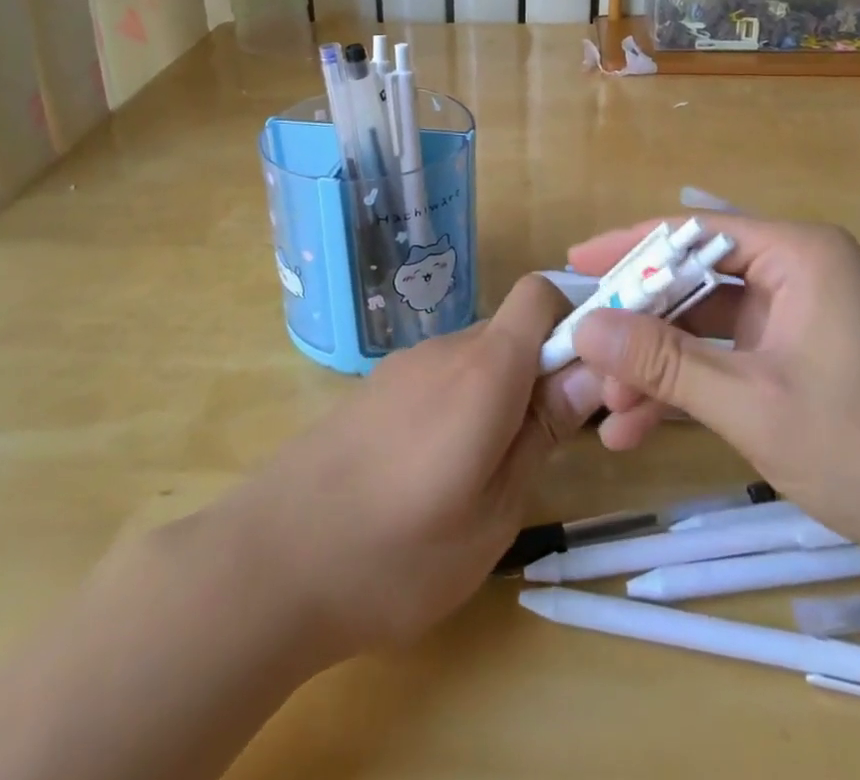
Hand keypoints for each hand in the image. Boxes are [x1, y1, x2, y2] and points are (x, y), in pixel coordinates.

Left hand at [193, 275, 598, 660]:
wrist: (266, 565)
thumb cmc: (396, 553)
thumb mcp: (493, 511)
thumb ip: (542, 433)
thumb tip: (591, 372)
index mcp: (484, 369)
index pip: (541, 294)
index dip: (576, 320)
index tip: (593, 380)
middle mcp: (445, 349)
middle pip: (513, 331)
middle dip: (543, 373)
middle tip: (547, 447)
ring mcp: (404, 366)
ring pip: (477, 358)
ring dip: (501, 395)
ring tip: (489, 474)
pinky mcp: (376, 390)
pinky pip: (440, 379)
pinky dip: (462, 406)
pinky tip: (438, 472)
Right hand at [565, 215, 859, 568]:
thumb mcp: (751, 405)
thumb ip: (664, 362)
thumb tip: (585, 329)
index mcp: (797, 254)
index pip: (694, 233)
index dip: (631, 248)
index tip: (575, 266)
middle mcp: (795, 271)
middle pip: (695, 281)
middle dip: (640, 325)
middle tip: (584, 354)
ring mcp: (796, 315)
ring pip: (705, 326)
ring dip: (657, 366)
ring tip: (607, 411)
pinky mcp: (795, 355)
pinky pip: (726, 356)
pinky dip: (688, 387)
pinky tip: (639, 427)